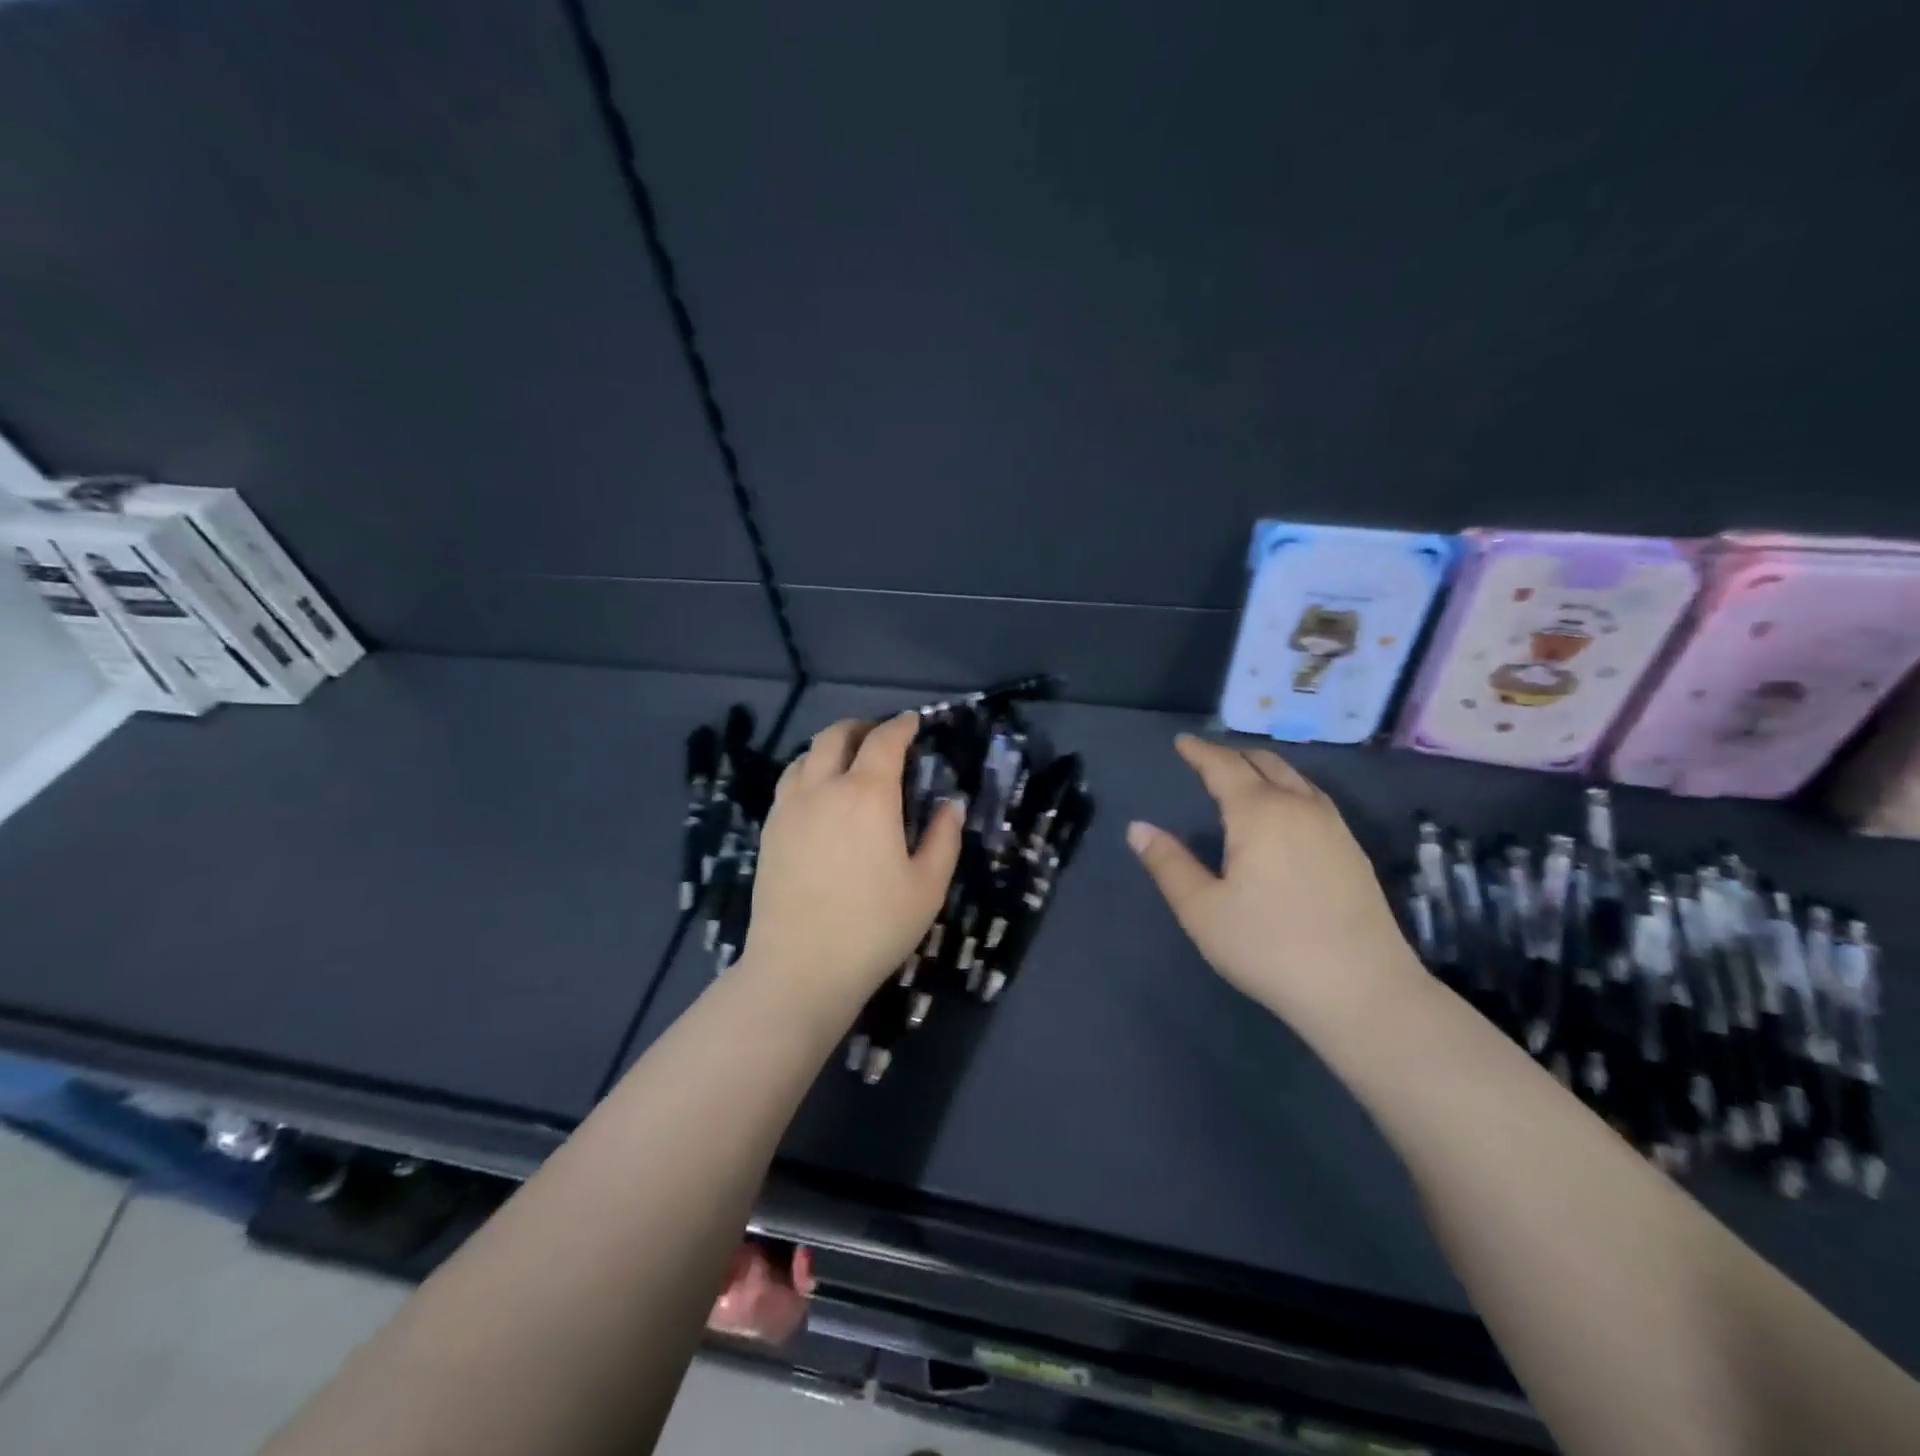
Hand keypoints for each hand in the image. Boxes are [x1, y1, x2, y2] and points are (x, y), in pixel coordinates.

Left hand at [741, 713, 963, 1009]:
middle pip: (836, 735)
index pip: (884, 741)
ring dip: (831, 747)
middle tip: (881, 737)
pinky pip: (788, 782)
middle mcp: (823, 788)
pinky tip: (819, 794)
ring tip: (848, 762)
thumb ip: (944, 837)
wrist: (801, 967)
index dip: (901, 726)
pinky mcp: (769, 830)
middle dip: (862, 727)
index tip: (913, 723)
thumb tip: (951, 804)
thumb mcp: (928, 886)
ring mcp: (789, 808)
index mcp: (867, 795)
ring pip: (806, 755)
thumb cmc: (874, 927)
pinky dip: (808, 771)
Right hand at [1126, 735, 1417, 1030]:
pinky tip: (1285, 813)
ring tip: (1244, 778)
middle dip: (1232, 755)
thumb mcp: (1202, 910)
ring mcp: (1333, 827)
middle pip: (1264, 763)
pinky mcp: (1353, 850)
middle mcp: (1299, 807)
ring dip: (1264, 769)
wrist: (1362, 990)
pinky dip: (1289, 789)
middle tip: (1208, 759)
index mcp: (1259, 813)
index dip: (1200, 752)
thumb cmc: (1269, 948)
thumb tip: (1138, 828)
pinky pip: (1314, 799)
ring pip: (1295, 778)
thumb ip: (1168, 864)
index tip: (1182, 742)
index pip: (1224, 766)